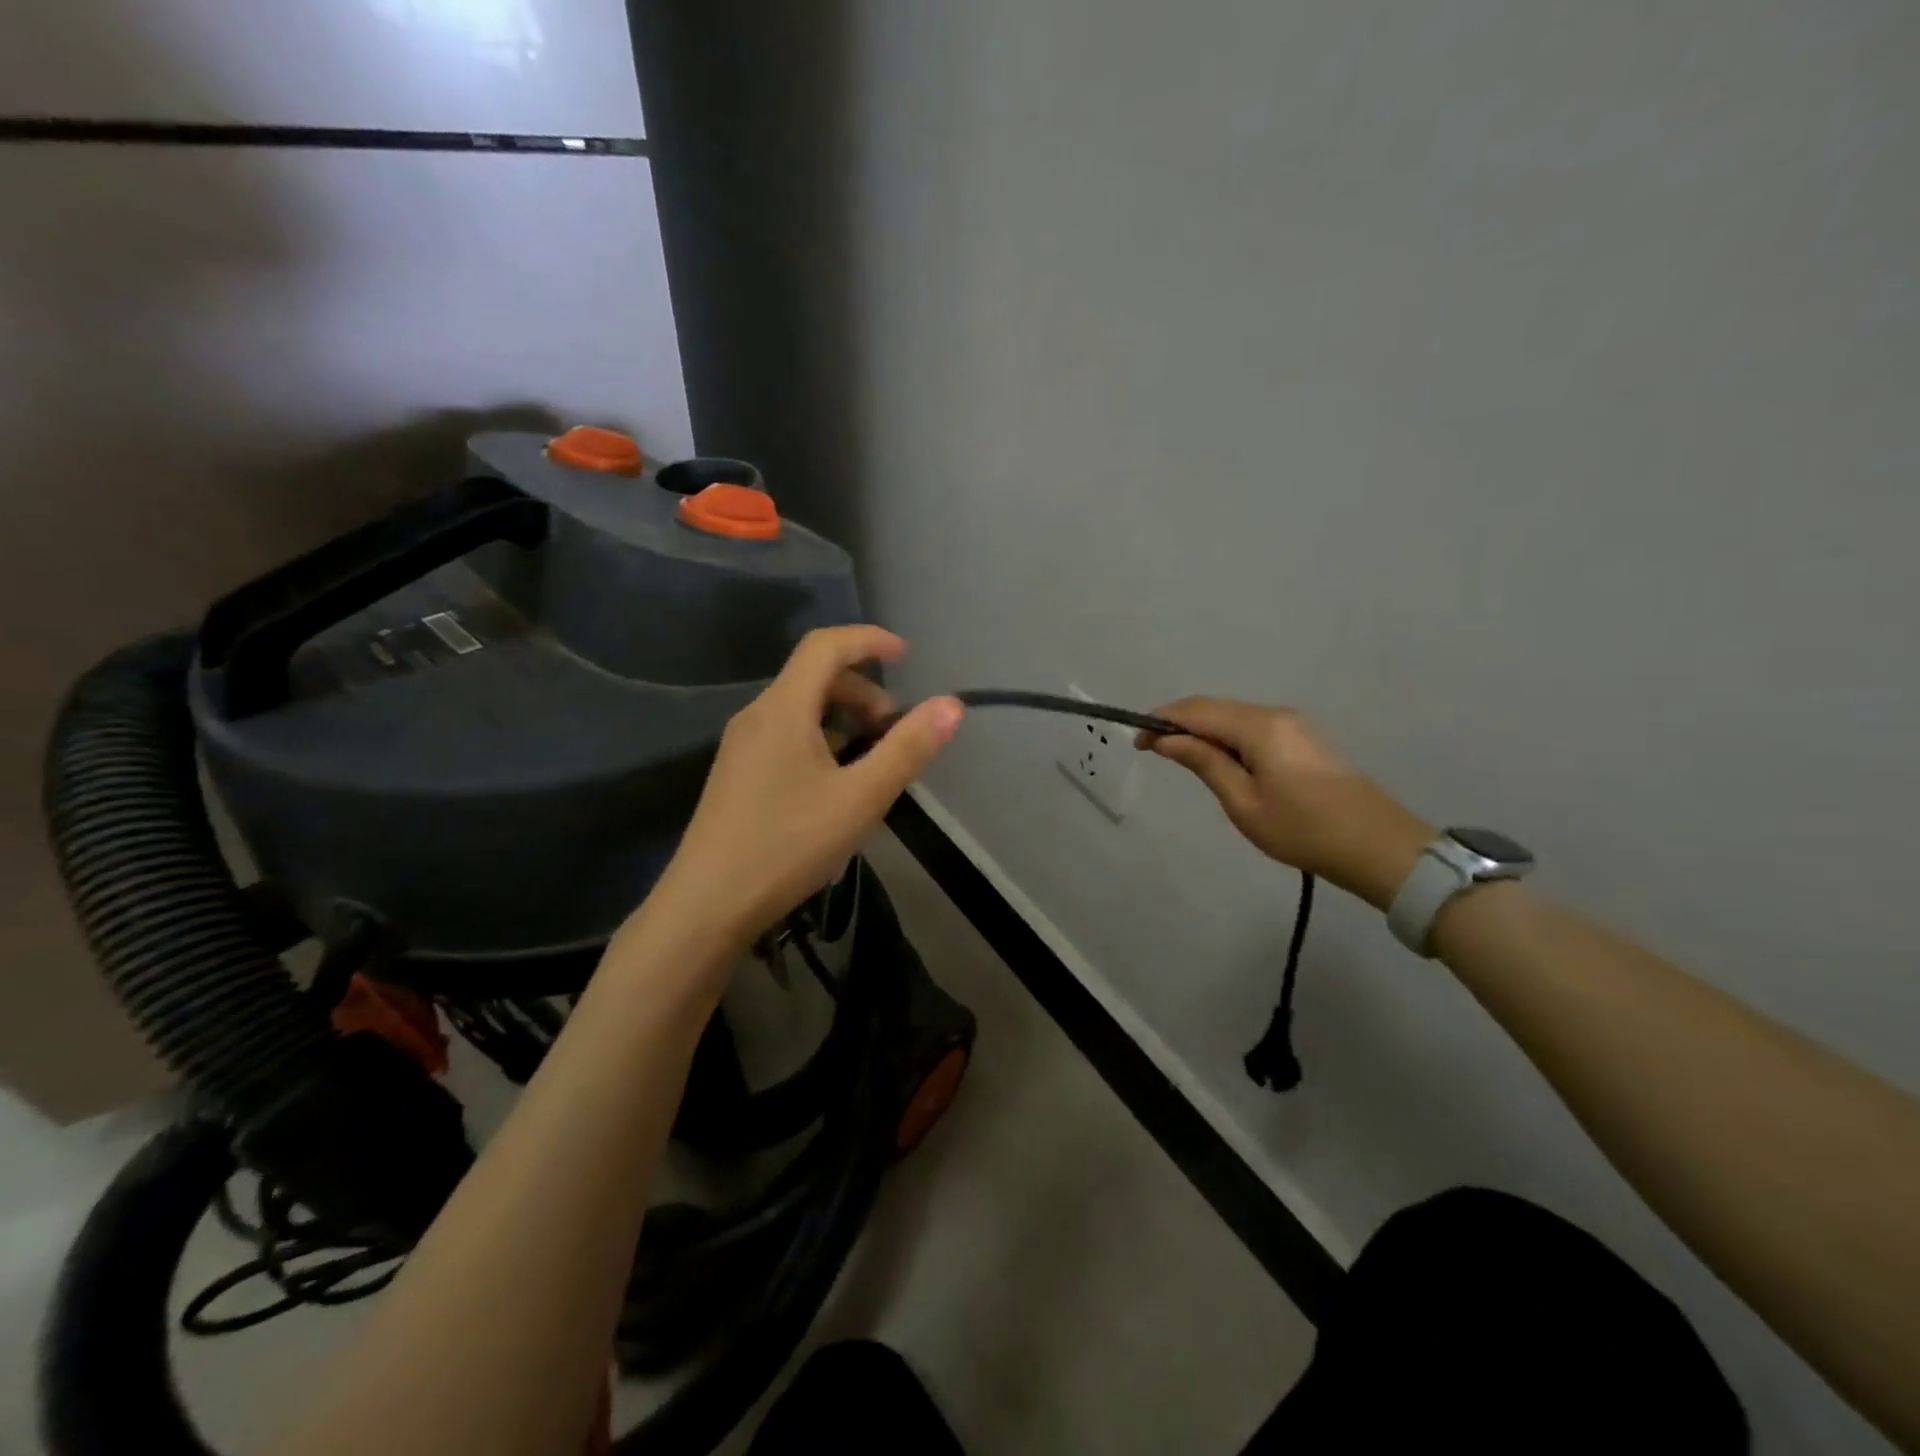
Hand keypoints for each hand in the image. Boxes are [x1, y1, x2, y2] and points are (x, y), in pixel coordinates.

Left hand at [642, 626, 963, 950]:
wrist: (707, 906)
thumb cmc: (787, 845)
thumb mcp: (860, 798)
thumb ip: (907, 749)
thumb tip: (951, 704)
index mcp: (783, 709)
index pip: (825, 646)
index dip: (869, 640)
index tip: (906, 656)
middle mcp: (757, 716)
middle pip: (814, 677)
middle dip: (863, 691)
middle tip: (895, 730)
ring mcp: (742, 746)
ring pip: (801, 710)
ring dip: (844, 719)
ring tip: (873, 762)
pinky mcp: (738, 774)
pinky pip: (787, 736)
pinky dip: (822, 742)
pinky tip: (838, 786)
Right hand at [1139, 698, 1432, 910]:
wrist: (1377, 846)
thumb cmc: (1302, 830)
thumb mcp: (1243, 802)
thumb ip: (1204, 763)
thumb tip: (1167, 740)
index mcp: (1258, 727)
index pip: (1196, 711)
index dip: (1162, 721)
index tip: (1137, 743)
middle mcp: (1275, 714)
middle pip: (1214, 707)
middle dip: (1179, 723)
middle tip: (1153, 750)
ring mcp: (1293, 724)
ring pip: (1233, 716)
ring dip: (1203, 730)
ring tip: (1182, 759)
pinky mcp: (1302, 738)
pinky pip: (1252, 727)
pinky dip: (1226, 737)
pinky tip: (1219, 761)